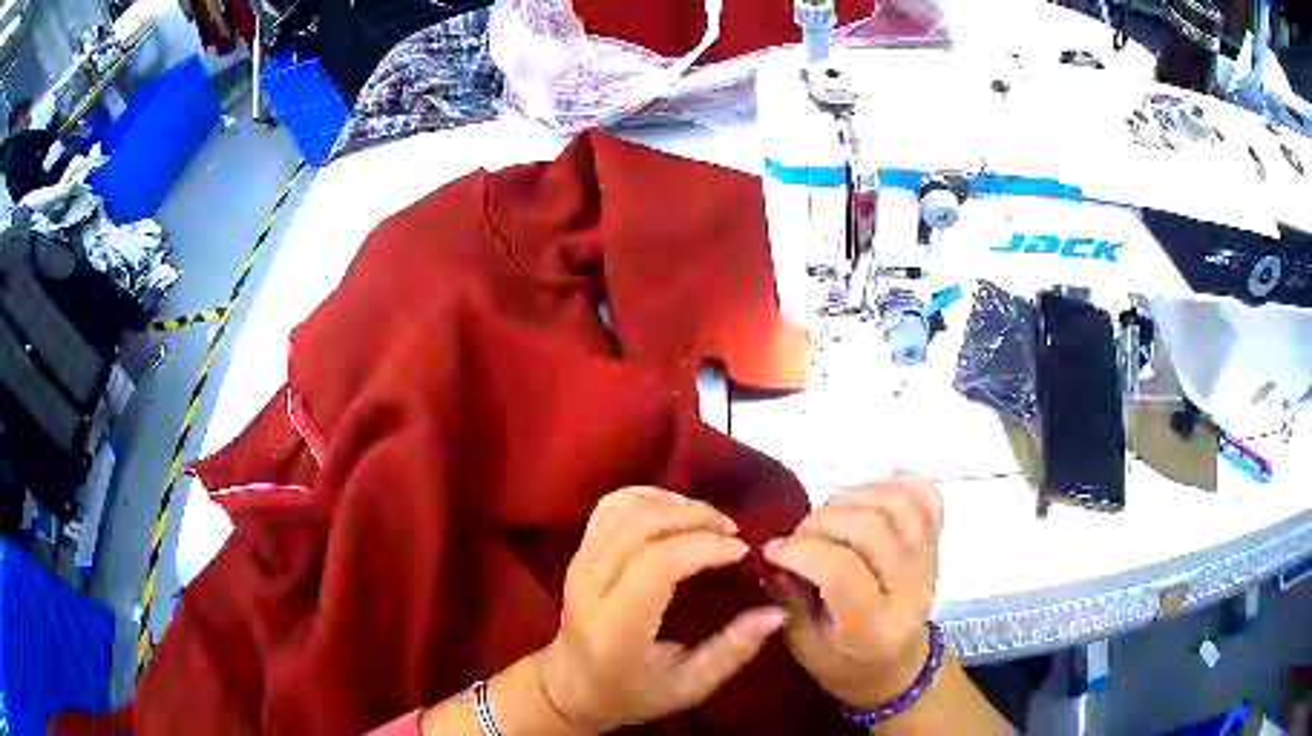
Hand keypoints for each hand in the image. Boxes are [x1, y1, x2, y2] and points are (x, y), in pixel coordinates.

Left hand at [538, 487, 787, 732]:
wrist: (570, 686)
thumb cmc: (632, 693)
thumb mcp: (689, 687)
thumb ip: (733, 651)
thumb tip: (777, 612)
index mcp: (616, 627)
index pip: (656, 565)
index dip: (703, 547)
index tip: (741, 552)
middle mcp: (591, 586)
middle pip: (640, 526)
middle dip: (694, 517)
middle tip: (732, 531)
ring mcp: (579, 563)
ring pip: (625, 509)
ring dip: (674, 504)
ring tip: (710, 522)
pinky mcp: (579, 552)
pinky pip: (611, 507)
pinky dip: (648, 497)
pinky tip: (676, 511)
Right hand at [764, 478, 942, 708]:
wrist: (899, 666)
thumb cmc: (846, 666)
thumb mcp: (805, 649)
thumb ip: (789, 602)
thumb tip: (773, 556)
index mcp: (874, 628)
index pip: (842, 572)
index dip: (801, 551)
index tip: (772, 551)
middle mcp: (910, 590)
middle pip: (871, 528)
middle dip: (821, 522)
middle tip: (799, 538)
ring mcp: (929, 562)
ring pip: (897, 504)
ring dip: (853, 498)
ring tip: (829, 516)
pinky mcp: (936, 544)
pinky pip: (927, 498)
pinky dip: (897, 484)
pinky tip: (868, 495)